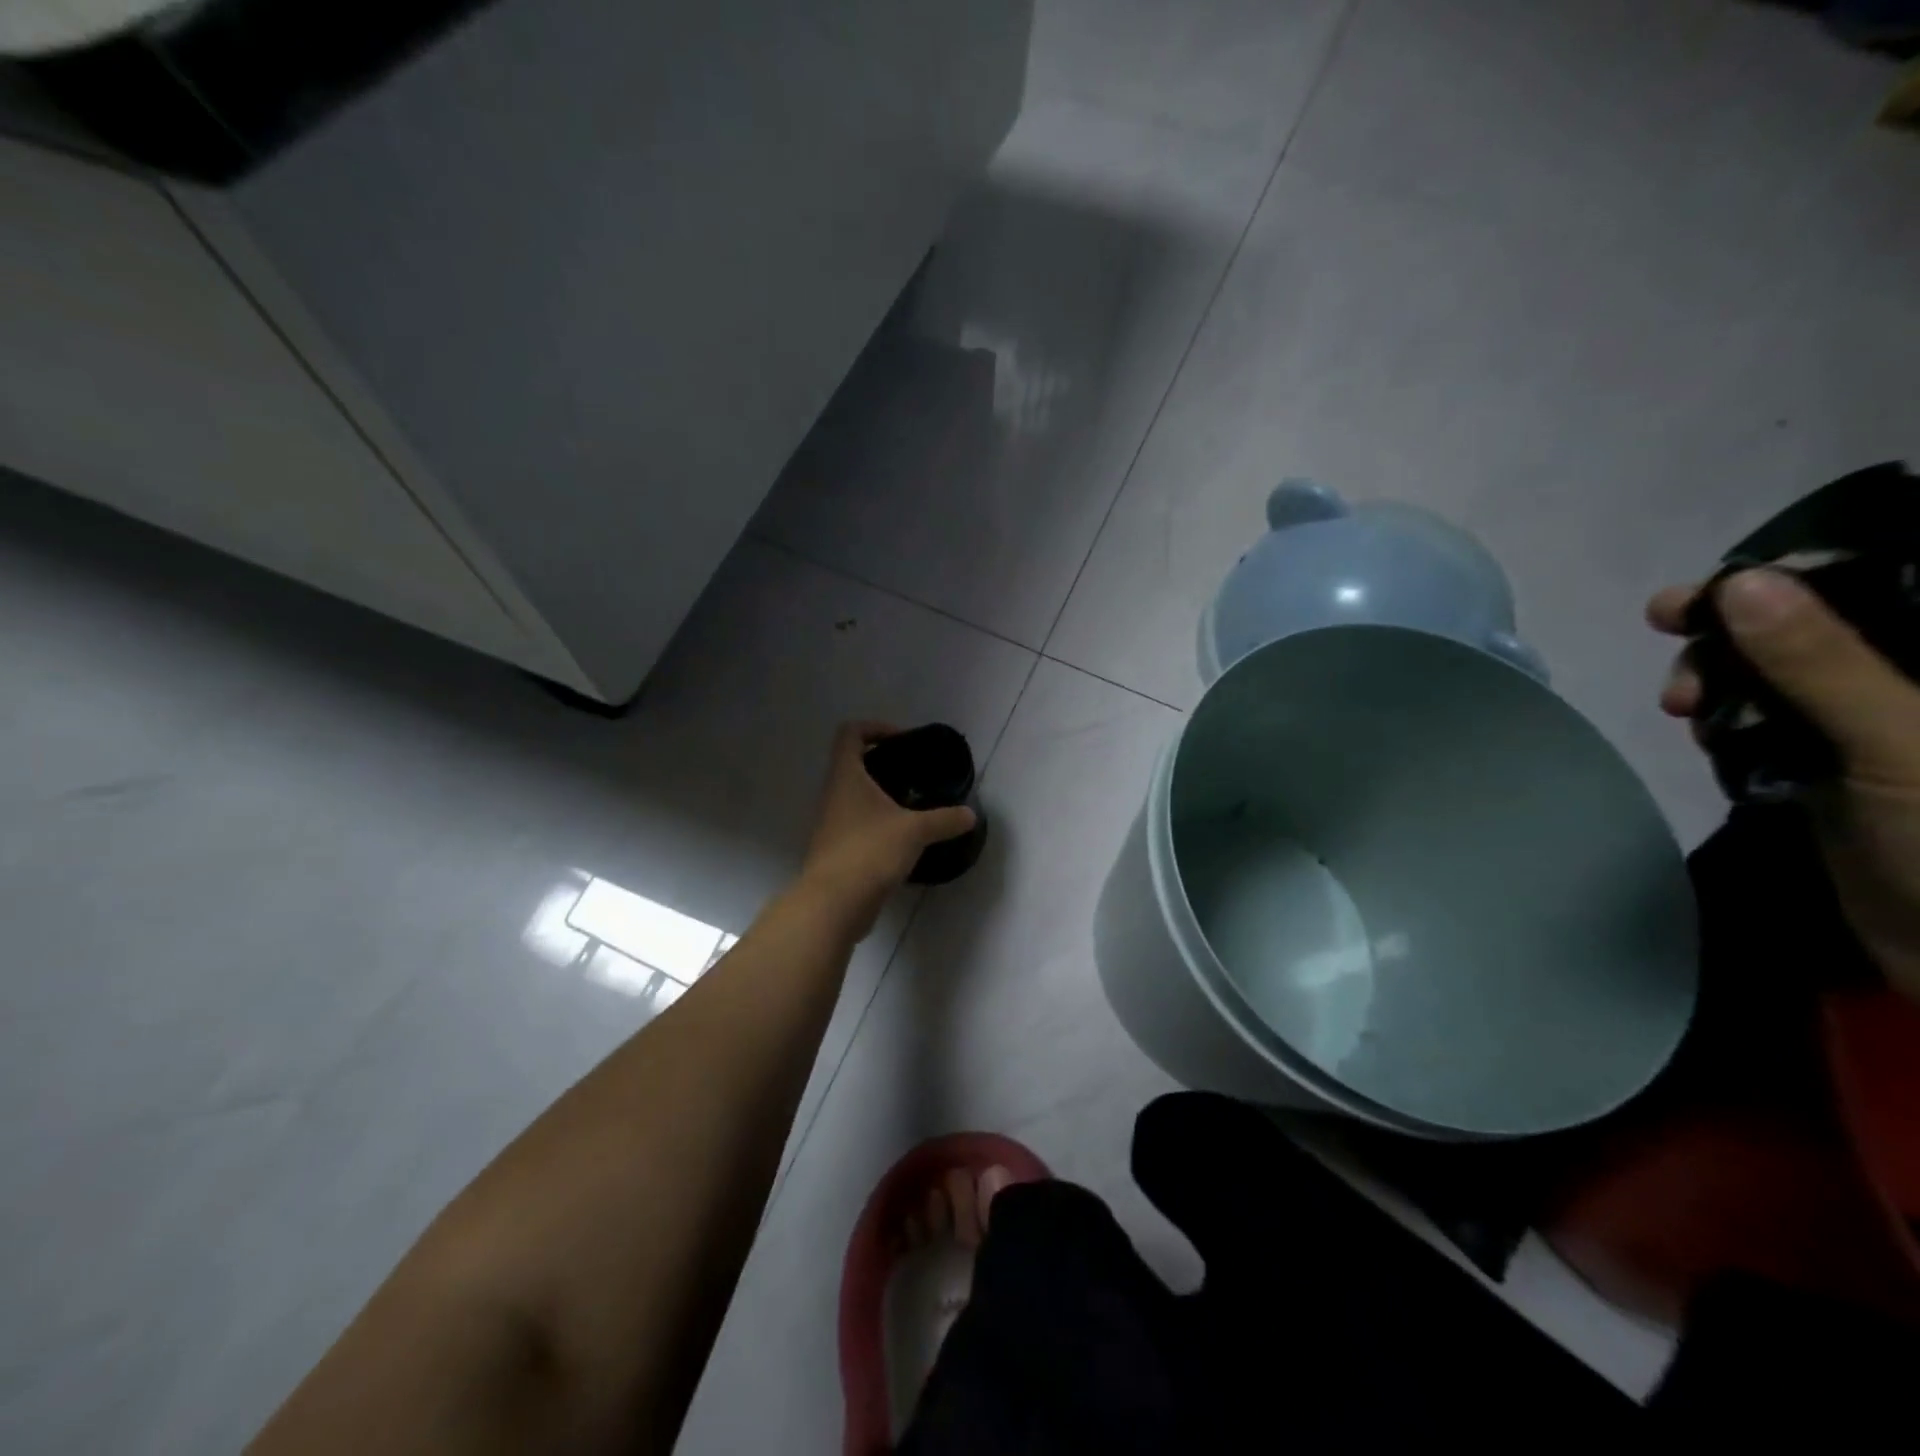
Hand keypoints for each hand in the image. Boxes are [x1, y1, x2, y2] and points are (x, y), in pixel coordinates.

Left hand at [798, 722, 977, 933]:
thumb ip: (944, 820)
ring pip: (855, 797)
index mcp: (846, 777)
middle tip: (915, 775)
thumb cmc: (870, 851)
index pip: (850, 733)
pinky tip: (903, 839)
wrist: (834, 904)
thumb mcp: (915, 831)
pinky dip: (878, 825)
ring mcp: (831, 824)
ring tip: (913, 807)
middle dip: (883, 764)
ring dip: (880, 797)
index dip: (875, 727)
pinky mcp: (836, 850)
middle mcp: (833, 795)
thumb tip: (969, 815)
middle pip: (852, 764)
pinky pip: (857, 825)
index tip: (902, 741)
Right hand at [1651, 570, 1919, 1001]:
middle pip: (1808, 626)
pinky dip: (1726, 720)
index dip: (1785, 575)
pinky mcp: (1830, 767)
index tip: (1699, 589)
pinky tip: (1701, 731)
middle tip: (1667, 636)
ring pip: (1775, 674)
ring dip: (1718, 677)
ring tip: (1681, 706)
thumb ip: (1820, 661)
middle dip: (1730, 630)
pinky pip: (1765, 723)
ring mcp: (1870, 727)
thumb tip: (1739, 584)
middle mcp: (1907, 684)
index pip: (1873, 584)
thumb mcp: (1894, 739)